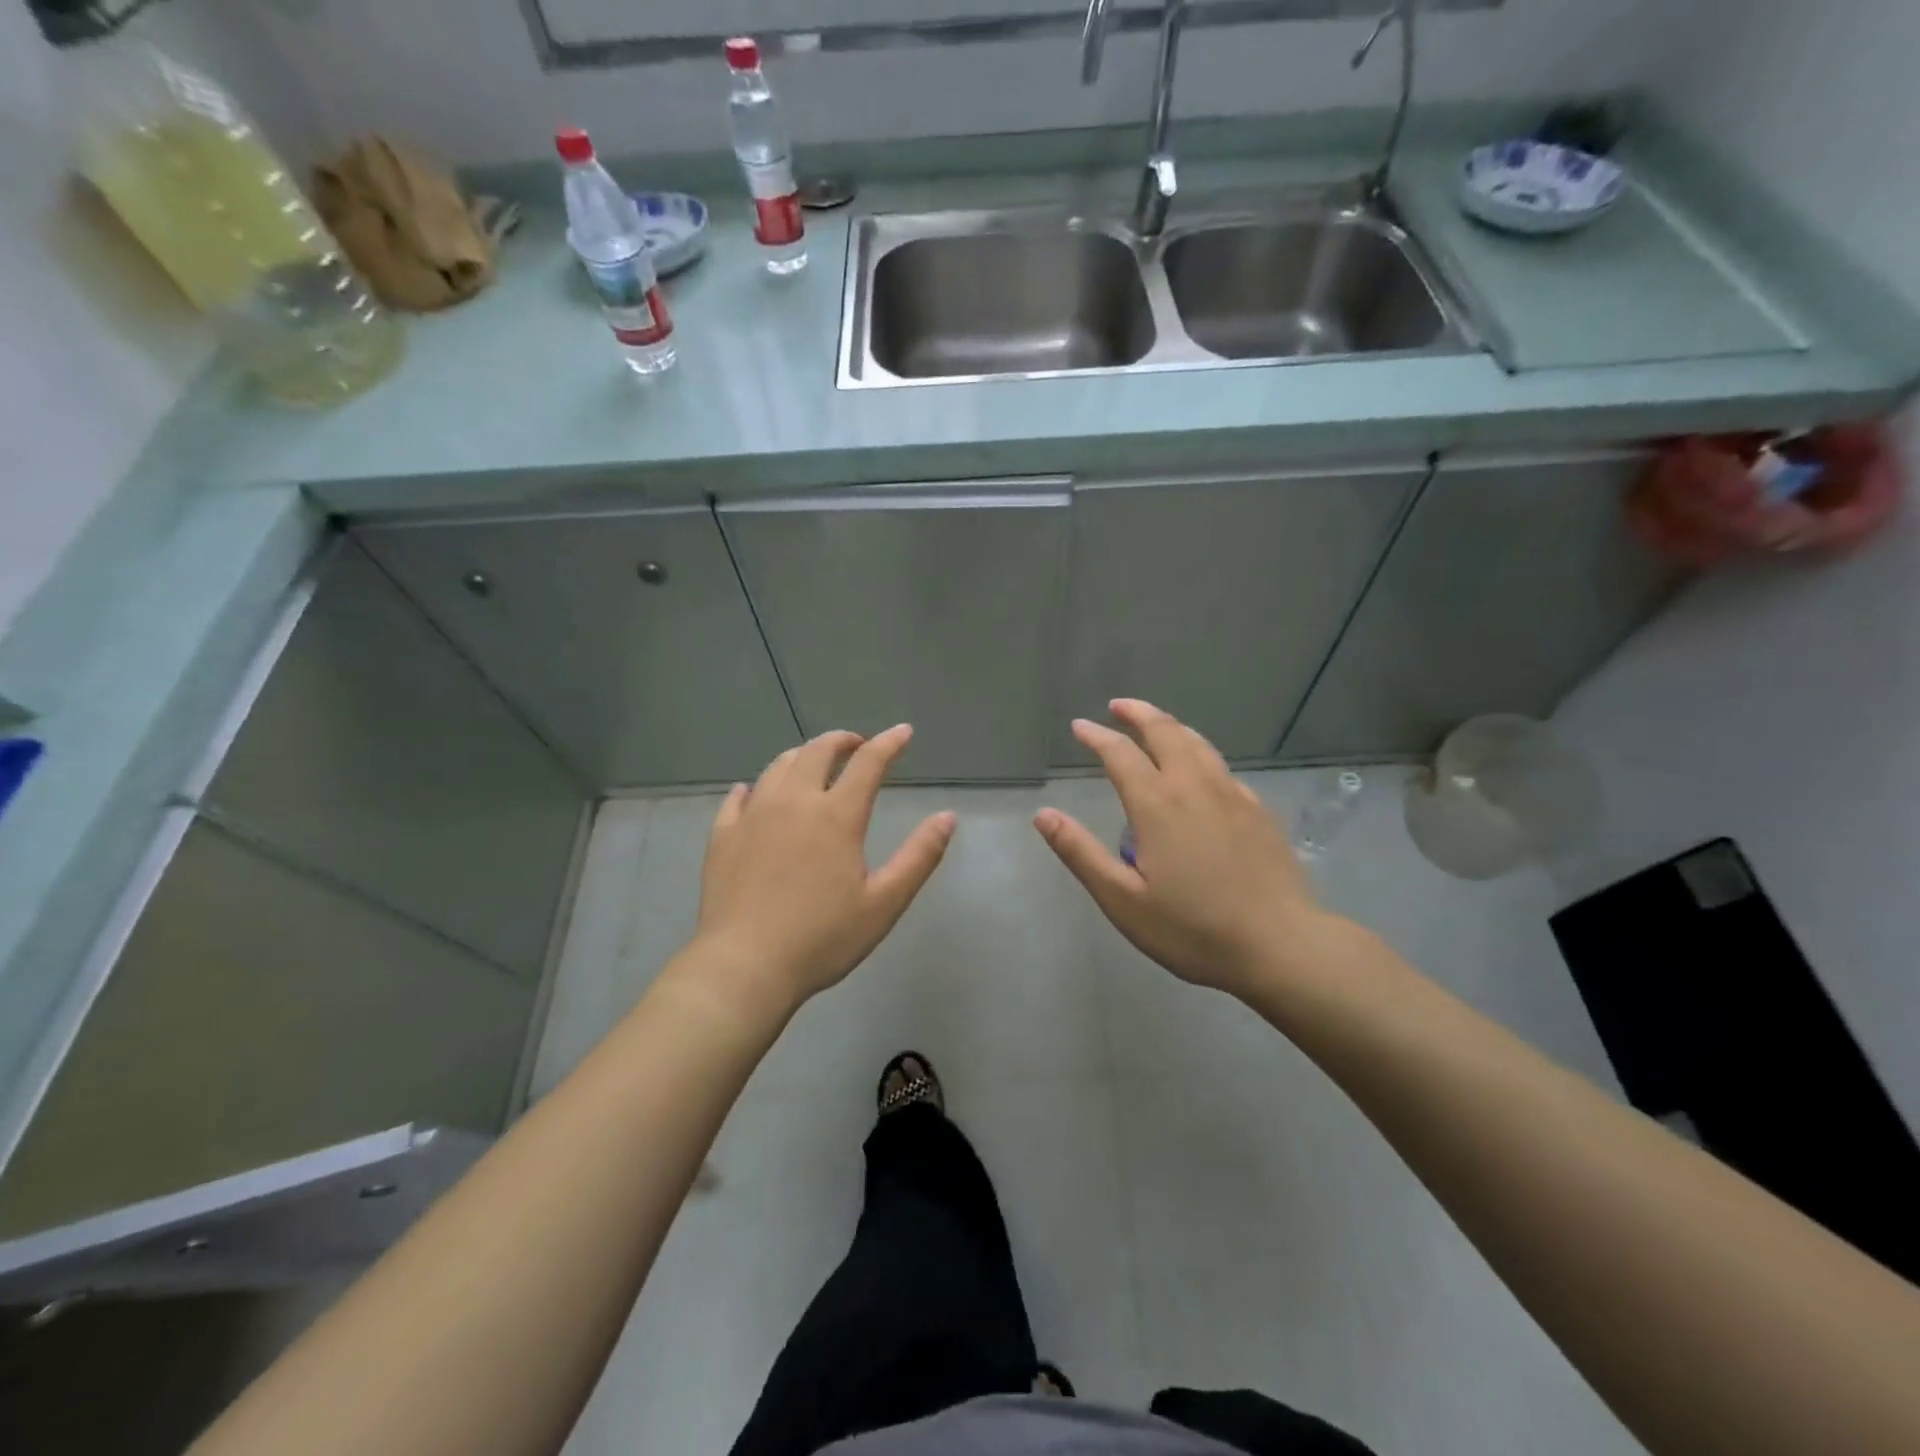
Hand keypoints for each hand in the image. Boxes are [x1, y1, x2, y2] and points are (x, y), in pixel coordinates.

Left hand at [684, 725, 954, 1017]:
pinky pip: (739, 796)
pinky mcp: (723, 835)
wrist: (744, 966)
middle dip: (842, 740)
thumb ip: (919, 856)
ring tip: (814, 764)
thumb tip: (947, 817)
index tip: (903, 732)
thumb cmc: (823, 939)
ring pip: (778, 766)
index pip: (868, 762)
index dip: (889, 743)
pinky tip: (756, 793)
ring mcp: (753, 815)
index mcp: (837, 815)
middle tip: (856, 745)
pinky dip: (756, 786)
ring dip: (802, 756)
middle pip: (817, 751)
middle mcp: (794, 801)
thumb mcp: (884, 902)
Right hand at [1034, 699, 1335, 998]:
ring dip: (1170, 726)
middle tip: (1117, 707)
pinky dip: (1199, 752)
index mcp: (1157, 804)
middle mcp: (1195, 786)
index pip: (1120, 754)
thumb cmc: (1193, 929)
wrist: (1281, 945)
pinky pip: (1221, 766)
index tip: (1079, 727)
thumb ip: (1081, 853)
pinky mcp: (1258, 810)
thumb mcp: (1123, 900)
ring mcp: (1233, 794)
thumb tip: (1043, 815)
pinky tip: (1200, 769)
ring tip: (1155, 724)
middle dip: (1138, 713)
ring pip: (1198, 743)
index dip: (1096, 736)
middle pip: (1165, 732)